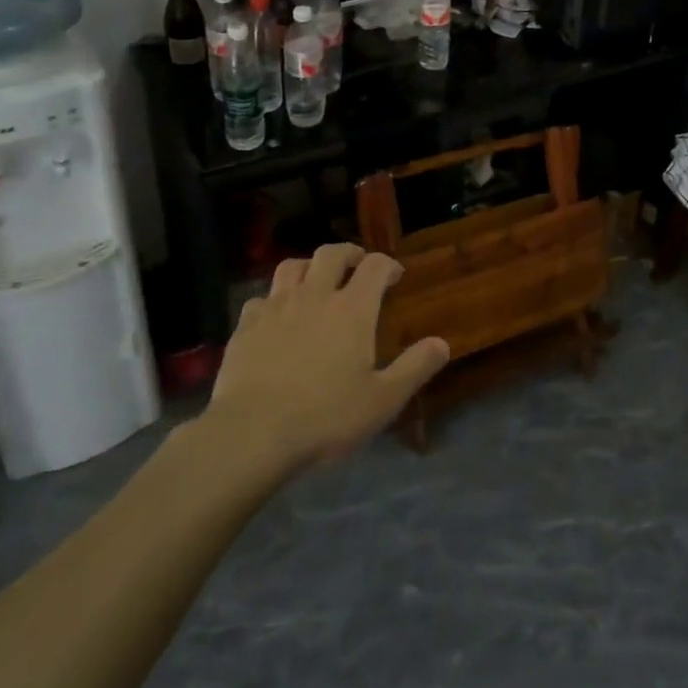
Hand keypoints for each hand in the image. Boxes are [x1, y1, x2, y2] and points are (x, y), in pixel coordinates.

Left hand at [203, 244, 448, 469]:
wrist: (251, 434)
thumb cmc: (325, 416)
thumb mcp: (382, 400)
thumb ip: (414, 368)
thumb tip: (442, 343)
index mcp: (352, 309)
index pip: (375, 266)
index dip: (387, 265)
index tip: (395, 276)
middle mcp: (315, 295)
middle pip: (331, 254)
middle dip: (348, 254)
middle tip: (357, 267)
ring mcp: (276, 307)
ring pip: (292, 266)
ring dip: (308, 267)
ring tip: (315, 282)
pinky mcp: (246, 325)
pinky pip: (261, 298)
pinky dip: (274, 300)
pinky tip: (276, 318)